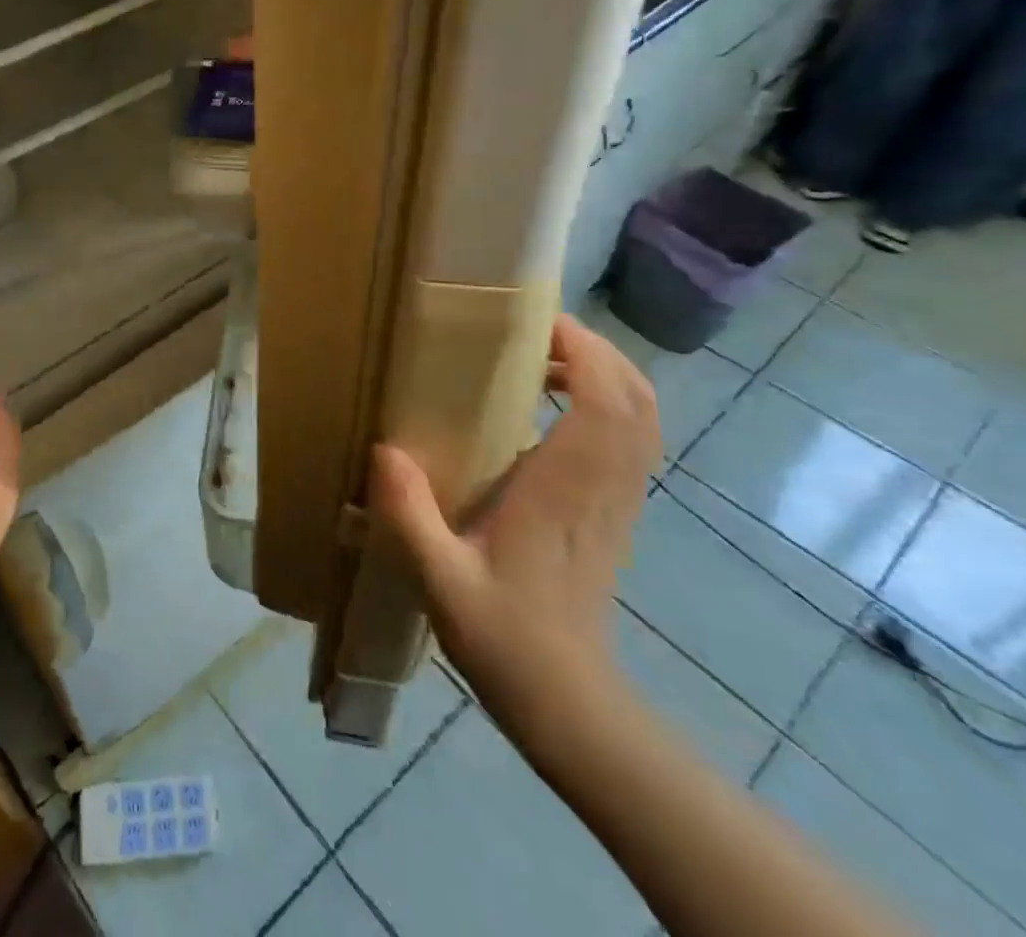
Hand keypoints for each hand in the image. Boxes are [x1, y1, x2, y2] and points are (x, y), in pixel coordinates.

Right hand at [369, 313, 659, 736]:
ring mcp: (617, 502)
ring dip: (605, 374)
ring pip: (641, 418)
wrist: (569, 703)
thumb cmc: (505, 638)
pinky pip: (631, 441)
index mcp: (565, 493)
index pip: (605, 405)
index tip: (537, 322)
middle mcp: (603, 488)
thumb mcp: (439, 579)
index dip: (584, 353)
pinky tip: (554, 408)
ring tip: (542, 360)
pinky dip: (608, 405)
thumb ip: (409, 514)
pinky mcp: (616, 514)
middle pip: (635, 399)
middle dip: (595, 350)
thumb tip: (383, 449)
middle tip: (534, 333)